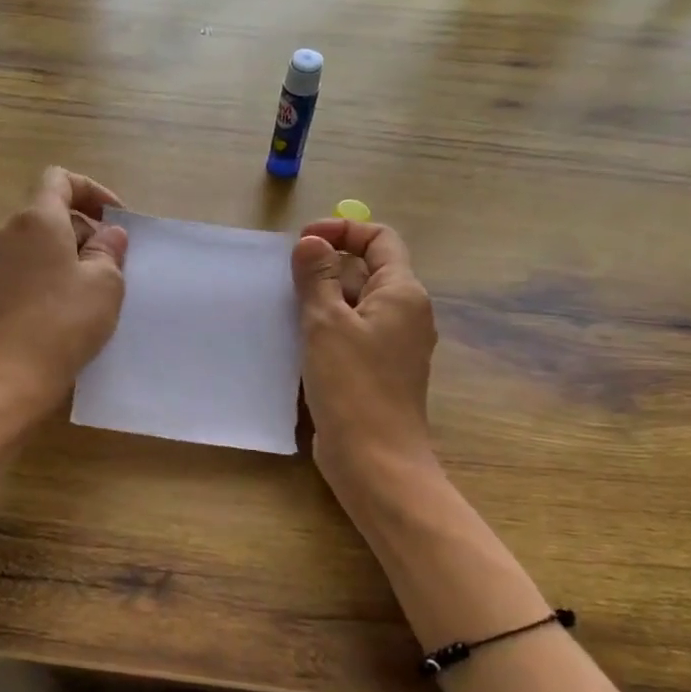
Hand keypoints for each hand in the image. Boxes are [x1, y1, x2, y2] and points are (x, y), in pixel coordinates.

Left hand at [0, 167, 128, 417]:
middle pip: (50, 210)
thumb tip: (108, 234)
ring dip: (69, 252)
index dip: (92, 191)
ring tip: (95, 285)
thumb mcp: (105, 282)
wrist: (13, 374)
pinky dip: (51, 271)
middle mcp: (10, 231)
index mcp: (38, 219)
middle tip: (112, 260)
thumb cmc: (65, 321)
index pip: (60, 179)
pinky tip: (70, 304)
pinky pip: (27, 265)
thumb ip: (109, 249)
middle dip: (85, 227)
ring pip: (39, 240)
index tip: (115, 219)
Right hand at [292, 219, 438, 499]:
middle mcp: (405, 313)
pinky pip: (352, 333)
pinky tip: (296, 339)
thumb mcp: (326, 323)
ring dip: (322, 298)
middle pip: (368, 270)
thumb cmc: (352, 385)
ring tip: (285, 306)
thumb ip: (318, 277)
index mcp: (403, 293)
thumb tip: (312, 241)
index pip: (380, 239)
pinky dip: (327, 327)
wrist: (374, 460)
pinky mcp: (377, 370)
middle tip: (285, 277)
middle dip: (327, 265)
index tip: (303, 243)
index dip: (343, 230)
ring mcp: (393, 345)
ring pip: (357, 304)